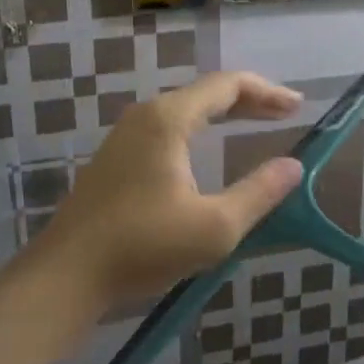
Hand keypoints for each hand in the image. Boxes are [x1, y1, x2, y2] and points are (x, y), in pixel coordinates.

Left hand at [31, 73, 304, 318]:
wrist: (65, 277)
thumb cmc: (142, 247)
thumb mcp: (214, 228)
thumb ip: (259, 193)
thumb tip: (294, 166)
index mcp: (169, 118)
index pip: (227, 85)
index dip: (268, 92)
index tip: (298, 107)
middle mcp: (146, 115)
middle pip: (206, 93)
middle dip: (249, 101)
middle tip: (285, 115)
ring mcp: (126, 135)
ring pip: (186, 110)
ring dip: (224, 114)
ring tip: (255, 125)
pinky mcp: (116, 158)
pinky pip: (169, 128)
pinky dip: (200, 130)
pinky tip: (209, 152)